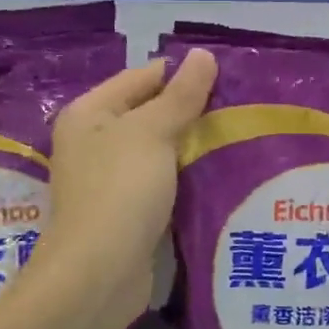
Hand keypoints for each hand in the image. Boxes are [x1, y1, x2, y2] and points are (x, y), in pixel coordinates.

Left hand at [28, 49, 217, 328]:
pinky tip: (218, 179)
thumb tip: (203, 55)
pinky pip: (161, 186)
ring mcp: (108, 182)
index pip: (141, 78)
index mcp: (88, 114)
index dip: (181, 75)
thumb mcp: (152, 133)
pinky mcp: (125, 215)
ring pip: (157, 154)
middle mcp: (92, 144)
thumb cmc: (120, 191)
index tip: (228, 78)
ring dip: (190, 150)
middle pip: (148, 116)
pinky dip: (184, 182)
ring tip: (237, 139)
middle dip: (190, 114)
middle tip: (240, 111)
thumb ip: (180, 96)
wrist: (100, 273)